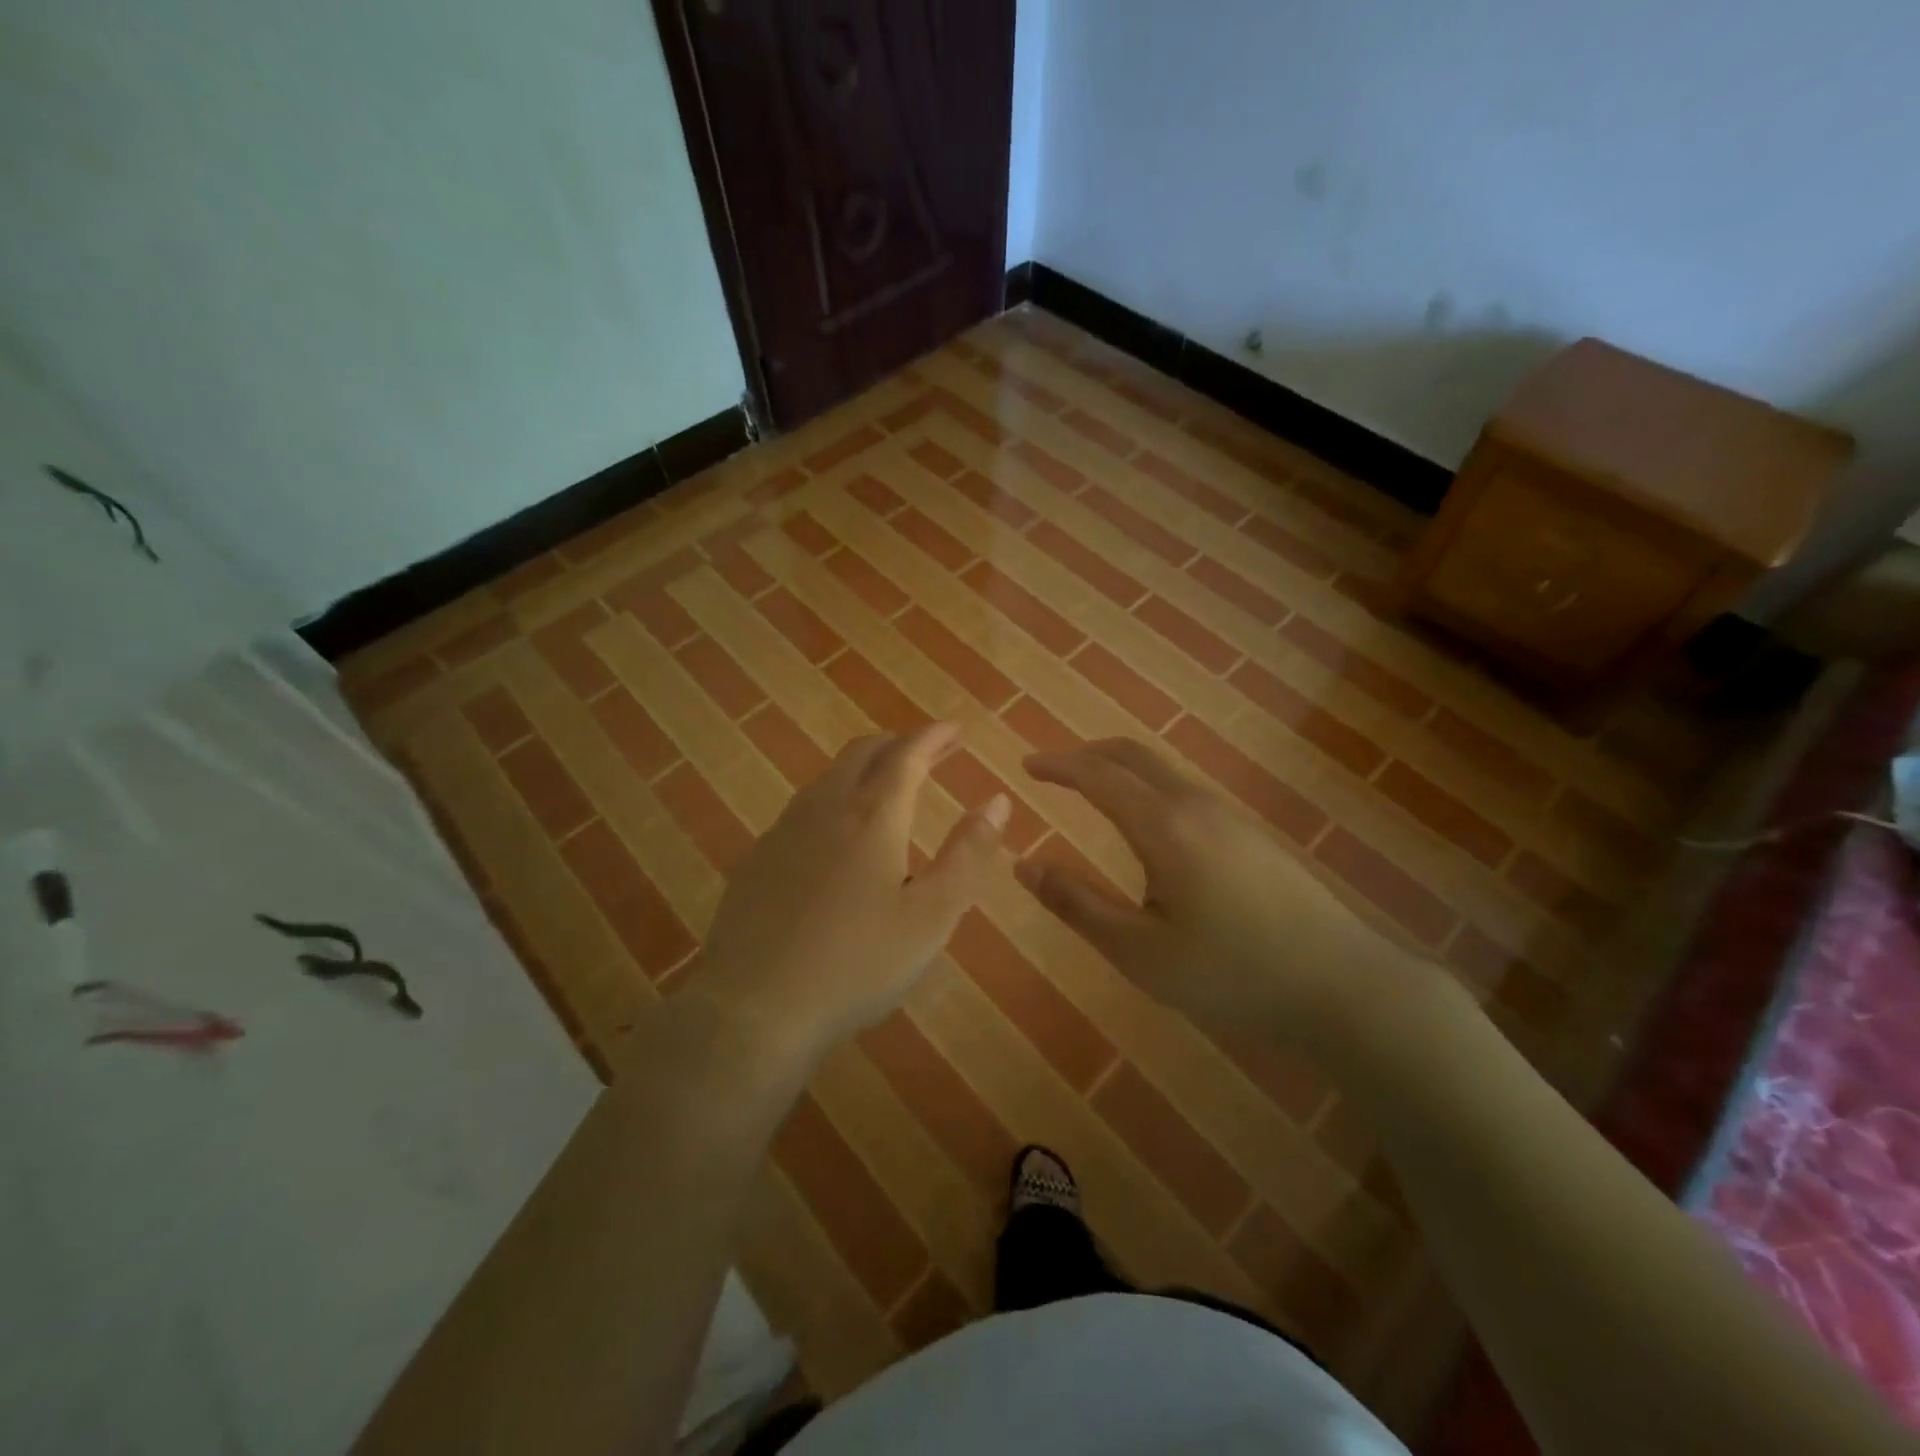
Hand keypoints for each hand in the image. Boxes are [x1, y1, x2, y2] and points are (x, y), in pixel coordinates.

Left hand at [687, 723, 1009, 1069]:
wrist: (754, 1008)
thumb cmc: (857, 964)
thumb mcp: (930, 916)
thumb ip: (968, 855)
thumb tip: (998, 802)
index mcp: (872, 817)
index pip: (907, 755)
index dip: (934, 737)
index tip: (955, 729)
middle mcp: (825, 809)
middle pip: (862, 754)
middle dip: (899, 744)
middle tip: (928, 752)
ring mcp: (784, 832)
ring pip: (828, 778)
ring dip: (863, 769)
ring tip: (885, 783)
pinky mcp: (757, 859)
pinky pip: (803, 809)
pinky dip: (833, 800)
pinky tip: (835, 834)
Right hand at [1017, 739, 1419, 1049]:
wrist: (1342, 985)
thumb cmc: (1231, 973)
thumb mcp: (1140, 952)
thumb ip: (1078, 905)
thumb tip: (1025, 865)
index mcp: (1163, 826)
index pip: (1098, 776)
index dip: (1059, 766)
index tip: (1027, 766)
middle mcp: (1196, 806)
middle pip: (1134, 756)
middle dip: (1089, 755)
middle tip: (1055, 770)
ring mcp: (1230, 817)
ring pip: (1164, 772)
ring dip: (1122, 771)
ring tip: (1094, 796)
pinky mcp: (1252, 835)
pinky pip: (1186, 793)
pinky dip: (1149, 790)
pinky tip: (1151, 833)